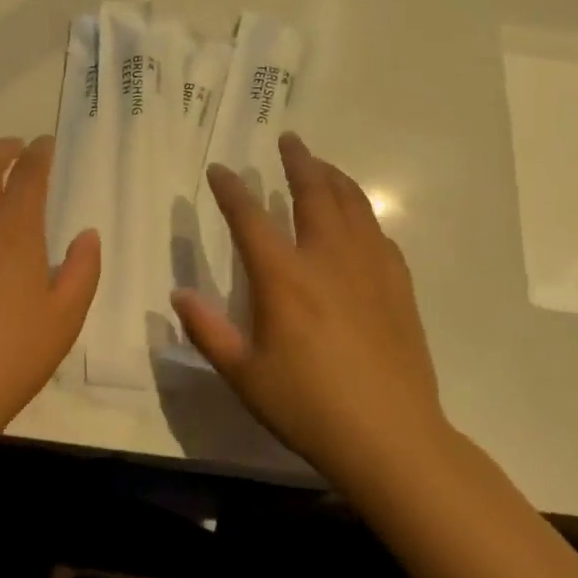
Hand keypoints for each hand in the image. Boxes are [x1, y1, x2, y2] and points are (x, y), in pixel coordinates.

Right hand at [172, 132, 448, 481]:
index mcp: (284, 278)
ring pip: (354, 206)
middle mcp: (328, 260)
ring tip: (323, 165)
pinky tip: (359, 221)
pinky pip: (379, 235)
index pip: (250, 219)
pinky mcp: (398, 288)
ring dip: (335, 178)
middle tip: (290, 140)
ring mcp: (370, 270)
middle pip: (314, 194)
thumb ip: (208, 330)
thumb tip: (179, 293)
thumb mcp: (244, 375)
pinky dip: (364, 215)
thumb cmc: (307, 407)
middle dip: (299, 162)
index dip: (231, 191)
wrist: (391, 437)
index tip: (220, 170)